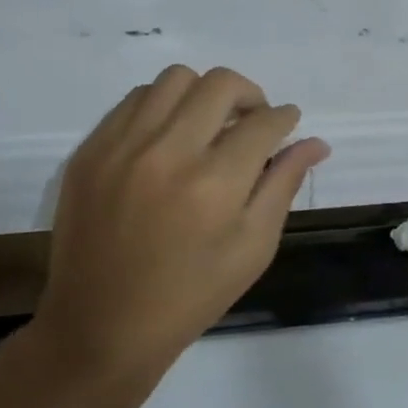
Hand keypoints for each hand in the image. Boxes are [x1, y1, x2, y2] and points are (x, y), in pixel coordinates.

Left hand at [29, 65, 329, 382]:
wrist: (100, 328)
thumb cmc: (190, 296)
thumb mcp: (253, 248)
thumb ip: (283, 185)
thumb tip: (315, 142)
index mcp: (215, 184)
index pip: (263, 122)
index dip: (285, 118)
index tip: (287, 124)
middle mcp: (168, 153)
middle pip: (220, 84)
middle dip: (250, 95)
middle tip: (252, 122)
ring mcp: (122, 147)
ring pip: (175, 79)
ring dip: (203, 94)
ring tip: (208, 124)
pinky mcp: (91, 151)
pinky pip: (135, 100)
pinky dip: (162, 106)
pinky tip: (169, 136)